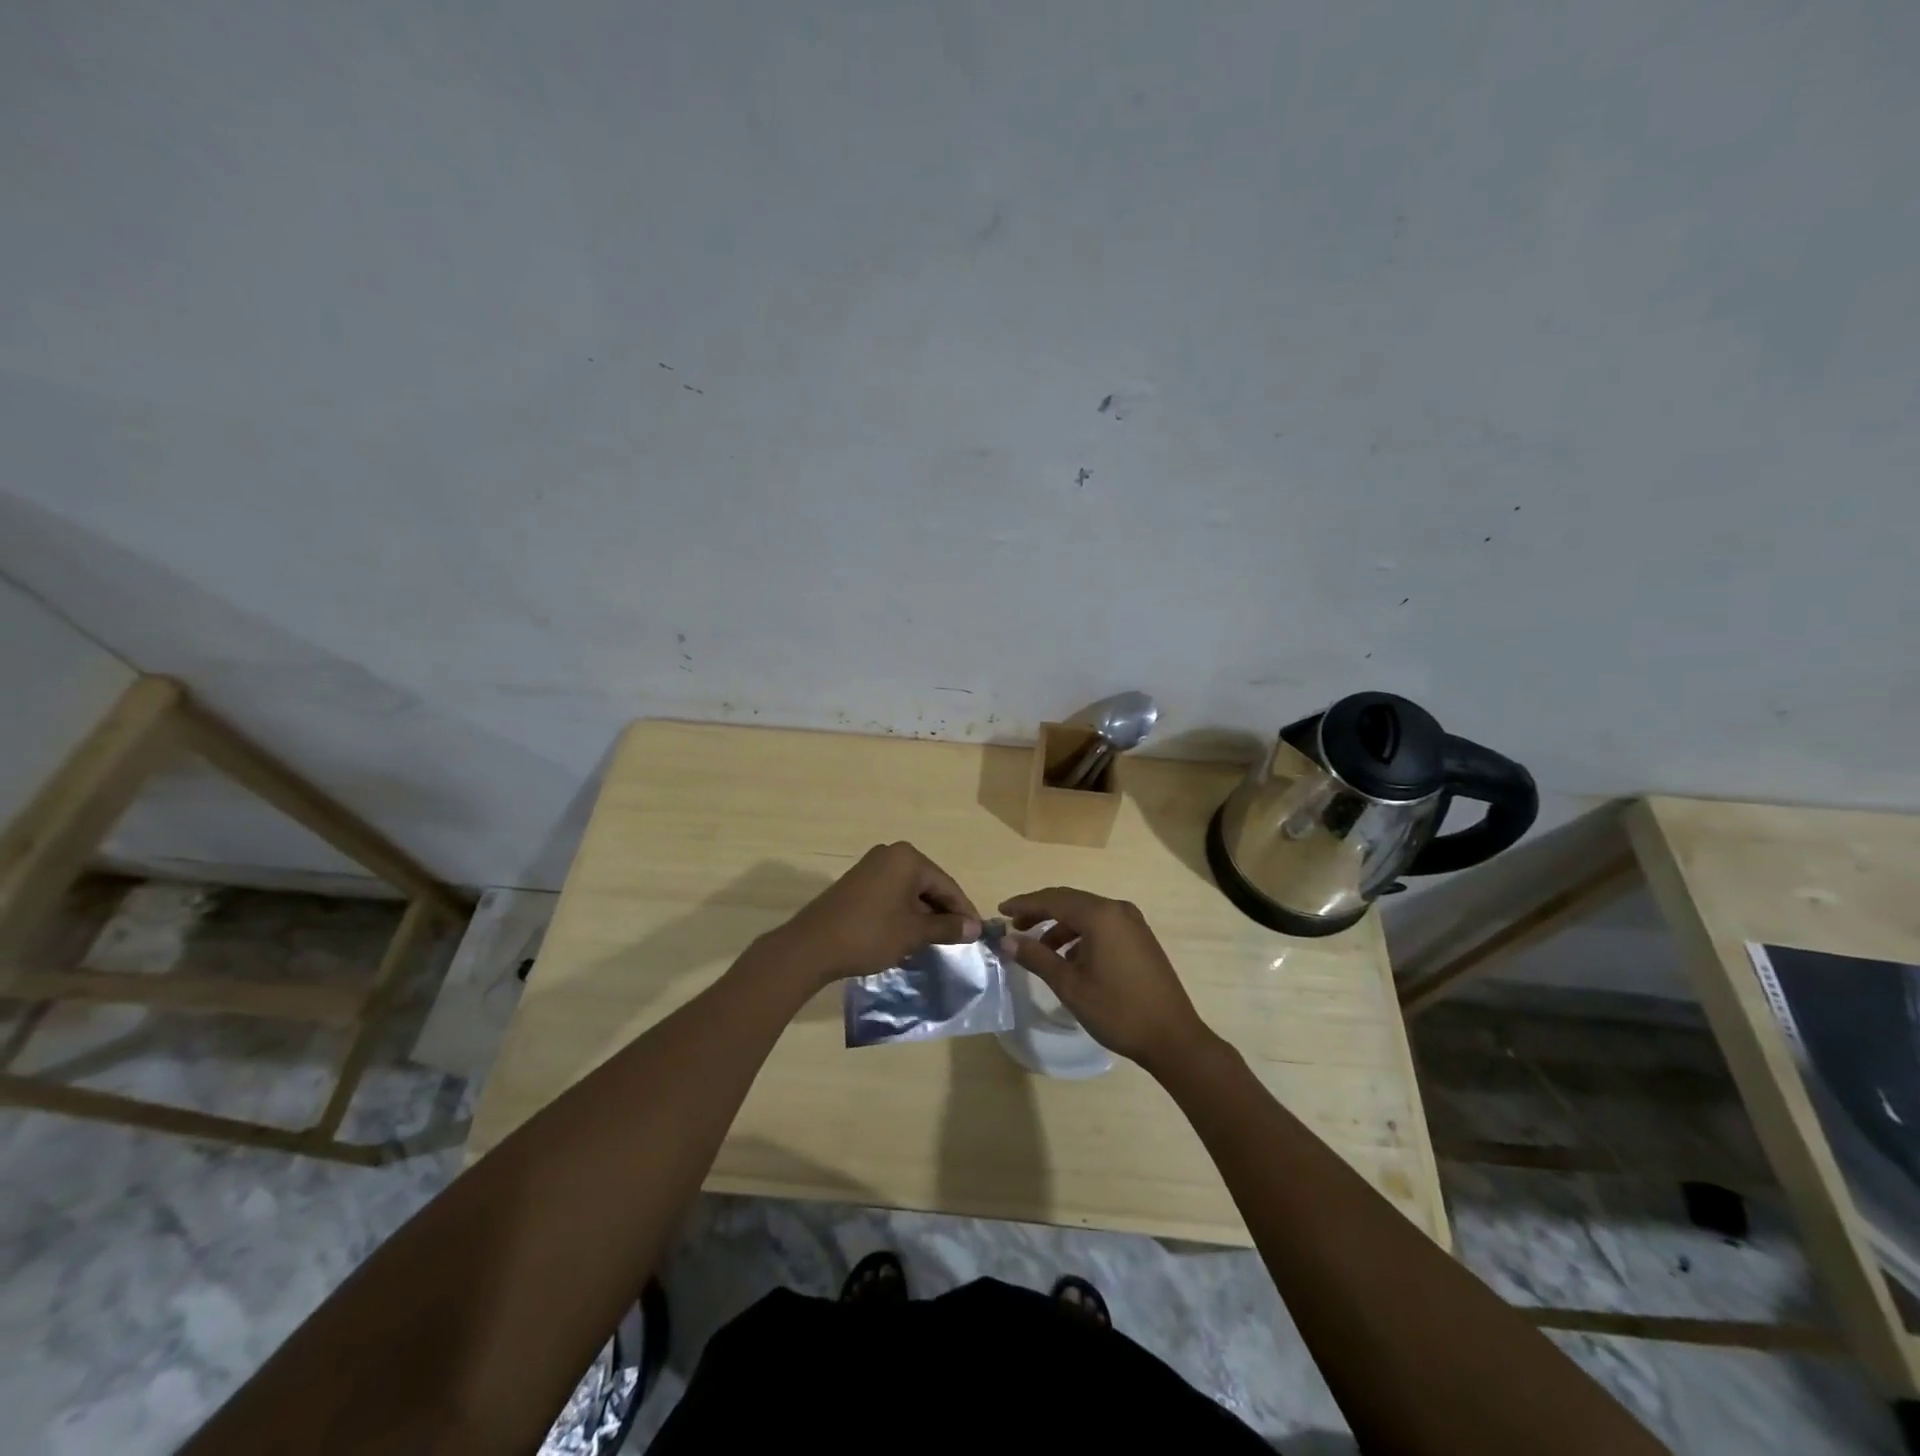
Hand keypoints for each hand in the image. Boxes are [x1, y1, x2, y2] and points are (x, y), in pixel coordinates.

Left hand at [771, 842, 981, 987]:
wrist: (812, 946)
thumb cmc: (870, 934)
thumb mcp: (914, 933)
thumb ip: (946, 927)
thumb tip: (974, 928)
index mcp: (908, 858)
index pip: (947, 884)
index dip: (963, 911)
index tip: (977, 935)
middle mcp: (890, 854)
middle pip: (928, 885)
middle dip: (943, 912)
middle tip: (958, 940)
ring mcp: (871, 867)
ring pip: (910, 891)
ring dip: (924, 915)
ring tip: (936, 941)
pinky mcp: (857, 883)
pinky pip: (892, 895)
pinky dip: (904, 913)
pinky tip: (909, 935)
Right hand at [997, 887, 1216, 1073]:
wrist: (1172, 1037)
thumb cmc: (1117, 1010)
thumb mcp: (1070, 985)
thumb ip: (1036, 957)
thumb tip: (1007, 940)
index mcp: (1100, 915)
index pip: (1053, 899)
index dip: (1024, 904)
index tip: (1000, 912)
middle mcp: (1117, 910)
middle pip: (1070, 901)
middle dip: (1040, 912)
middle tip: (1015, 927)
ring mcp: (1133, 922)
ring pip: (1086, 914)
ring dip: (1060, 926)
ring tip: (1039, 949)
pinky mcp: (1140, 938)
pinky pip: (1102, 925)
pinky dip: (1081, 935)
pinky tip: (1070, 959)